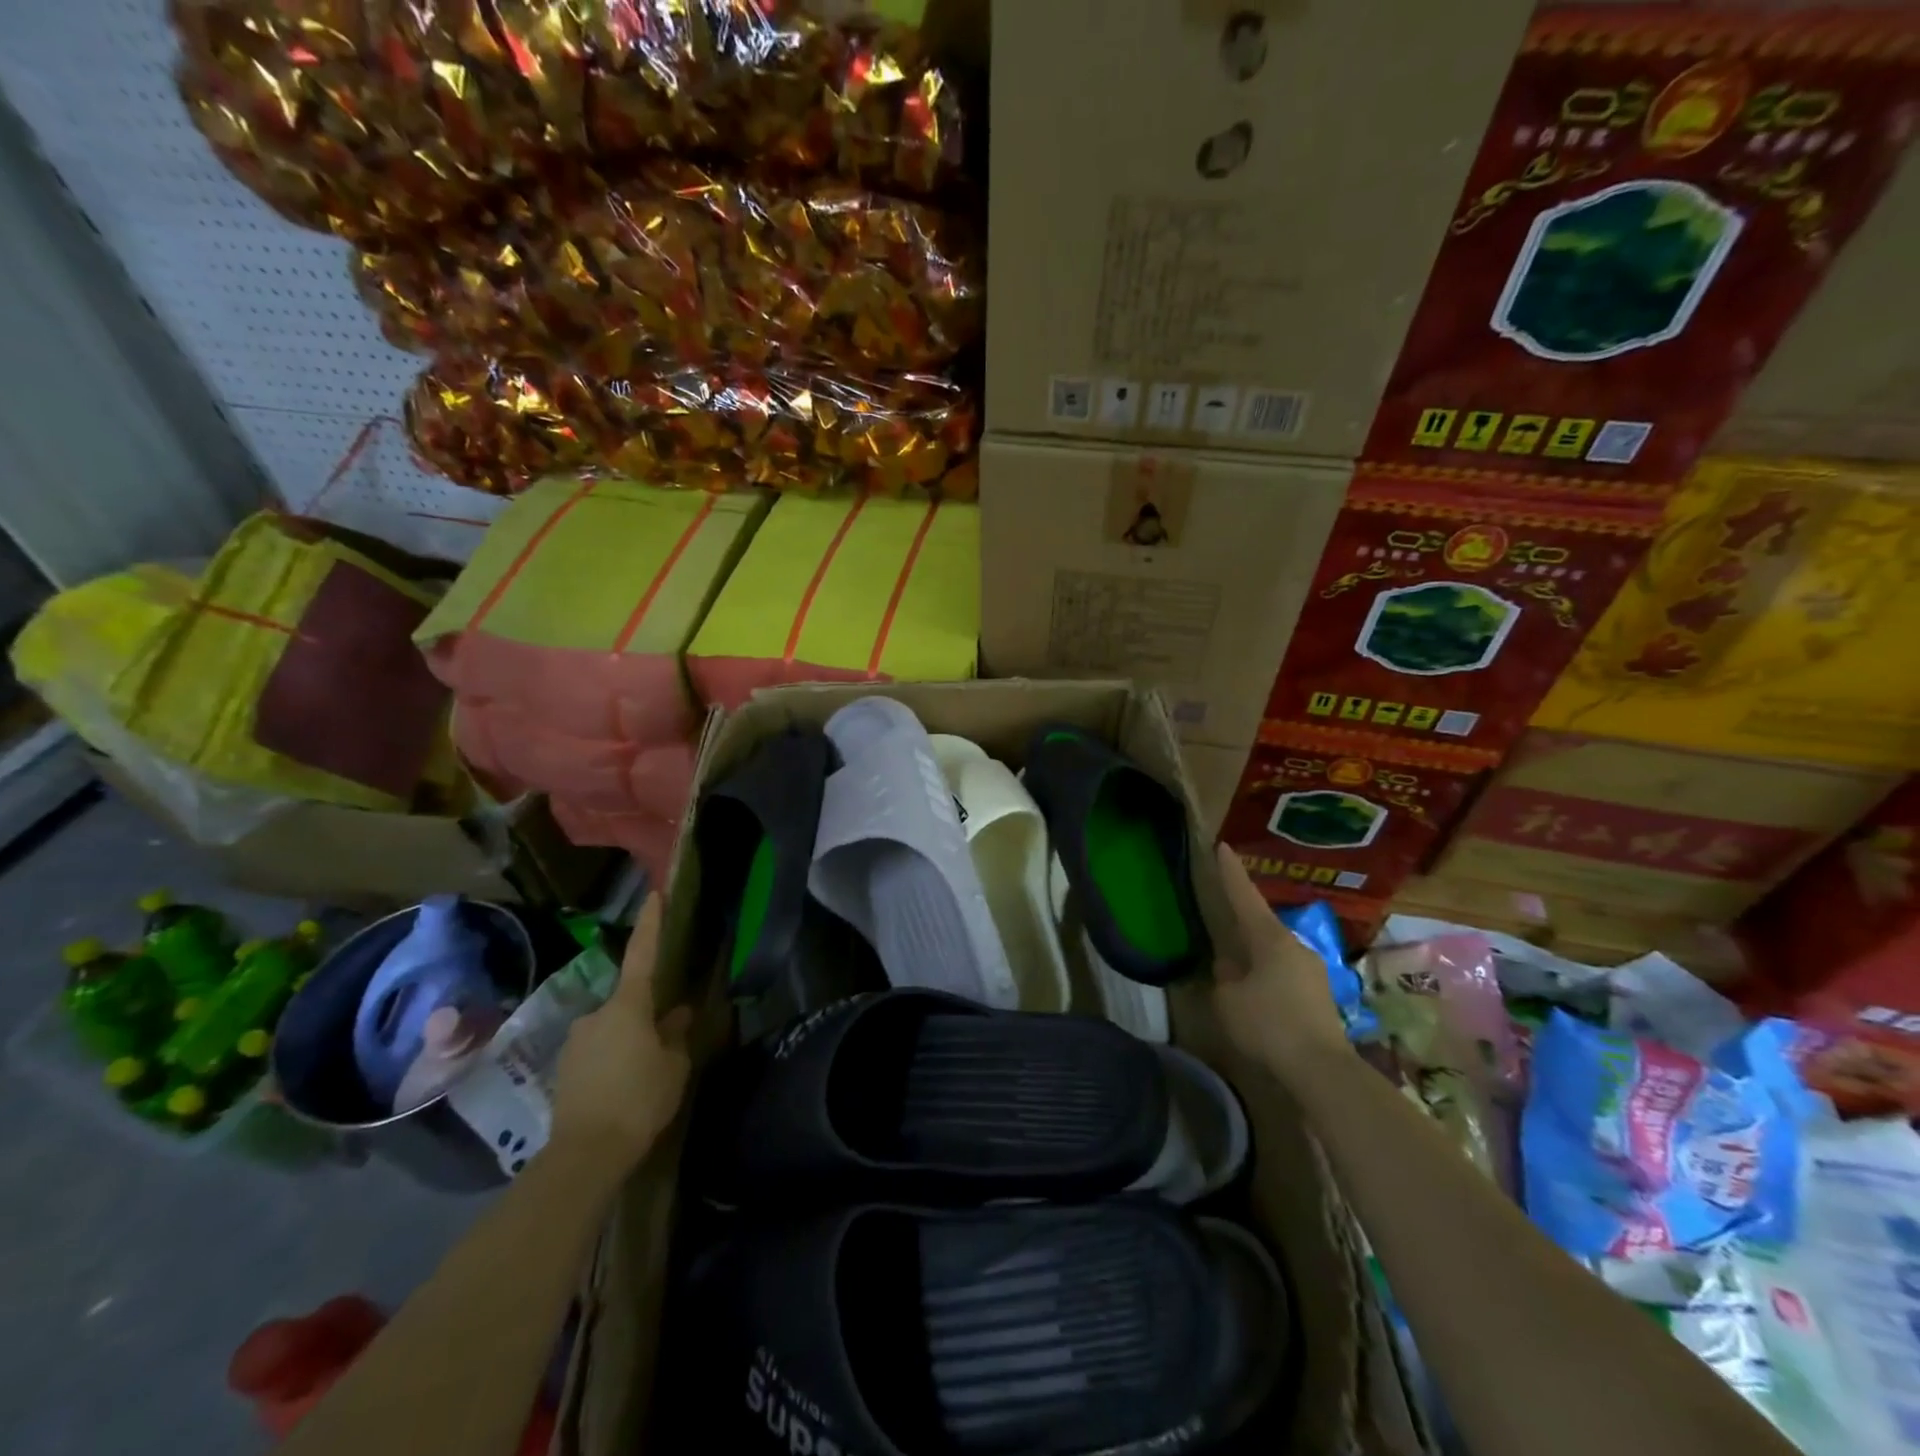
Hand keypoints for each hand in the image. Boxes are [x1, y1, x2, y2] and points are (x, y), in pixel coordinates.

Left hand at [551, 896, 691, 1170]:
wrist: (584, 1154)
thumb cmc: (639, 1099)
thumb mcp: (673, 1066)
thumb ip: (676, 1034)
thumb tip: (677, 1014)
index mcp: (628, 1006)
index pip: (642, 954)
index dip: (650, 924)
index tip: (654, 895)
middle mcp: (596, 1014)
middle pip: (628, 1003)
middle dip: (646, 1016)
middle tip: (665, 1043)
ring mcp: (576, 1042)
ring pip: (612, 1030)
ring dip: (628, 1042)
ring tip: (644, 1075)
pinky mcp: (564, 1070)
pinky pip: (597, 1053)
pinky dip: (612, 1061)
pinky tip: (623, 1090)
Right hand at [1211, 843, 1349, 1071]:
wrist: (1322, 1069)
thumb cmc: (1268, 1024)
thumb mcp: (1228, 1001)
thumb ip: (1225, 978)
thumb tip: (1230, 967)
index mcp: (1269, 939)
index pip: (1245, 897)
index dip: (1231, 873)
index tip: (1223, 847)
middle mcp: (1295, 946)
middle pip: (1262, 926)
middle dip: (1243, 924)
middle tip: (1223, 922)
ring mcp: (1313, 971)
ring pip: (1275, 954)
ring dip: (1256, 958)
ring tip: (1236, 972)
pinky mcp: (1321, 997)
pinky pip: (1286, 976)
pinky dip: (1268, 980)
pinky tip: (1258, 999)